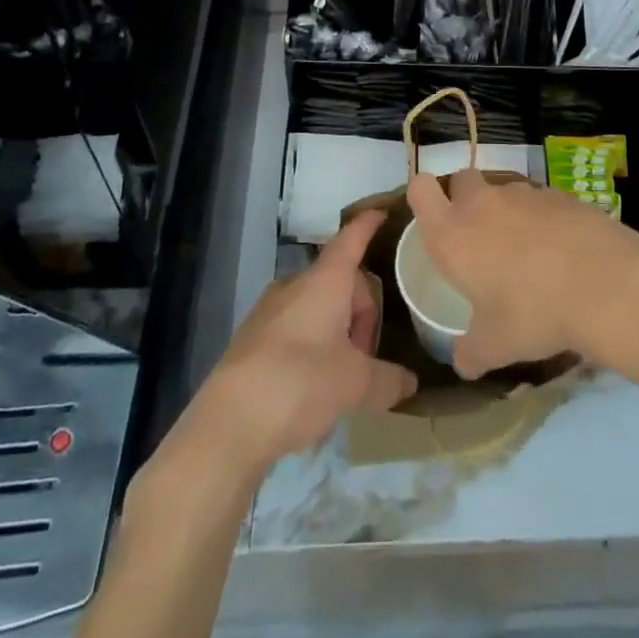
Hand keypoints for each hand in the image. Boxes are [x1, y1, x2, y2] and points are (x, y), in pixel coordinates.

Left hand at [186, 210, 417, 473]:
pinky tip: (310, 389)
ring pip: (317, 307)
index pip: (352, 239)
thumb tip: (409, 382)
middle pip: (340, 283)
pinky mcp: (252, 337)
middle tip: (365, 359)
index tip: (382, 213)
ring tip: (339, 379)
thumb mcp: (356, 385)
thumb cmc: (300, 384)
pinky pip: (295, 328)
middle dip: (360, 315)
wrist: (228, 423)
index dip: (368, 225)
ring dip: (336, 333)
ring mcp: (269, 309)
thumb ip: (388, 380)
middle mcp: (296, 284)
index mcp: (325, 281)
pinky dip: (312, 347)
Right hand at [405, 167, 638, 378]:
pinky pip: (540, 200)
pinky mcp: (560, 193)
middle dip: (464, 198)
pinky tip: (560, 249)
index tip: (435, 218)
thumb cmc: (533, 313)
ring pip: (503, 189)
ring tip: (525, 249)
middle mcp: (482, 203)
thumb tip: (461, 363)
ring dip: (506, 210)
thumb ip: (470, 353)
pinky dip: (542, 217)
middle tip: (478, 236)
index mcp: (452, 234)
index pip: (420, 189)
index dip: (424, 195)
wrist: (603, 284)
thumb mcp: (495, 346)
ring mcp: (523, 193)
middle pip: (462, 179)